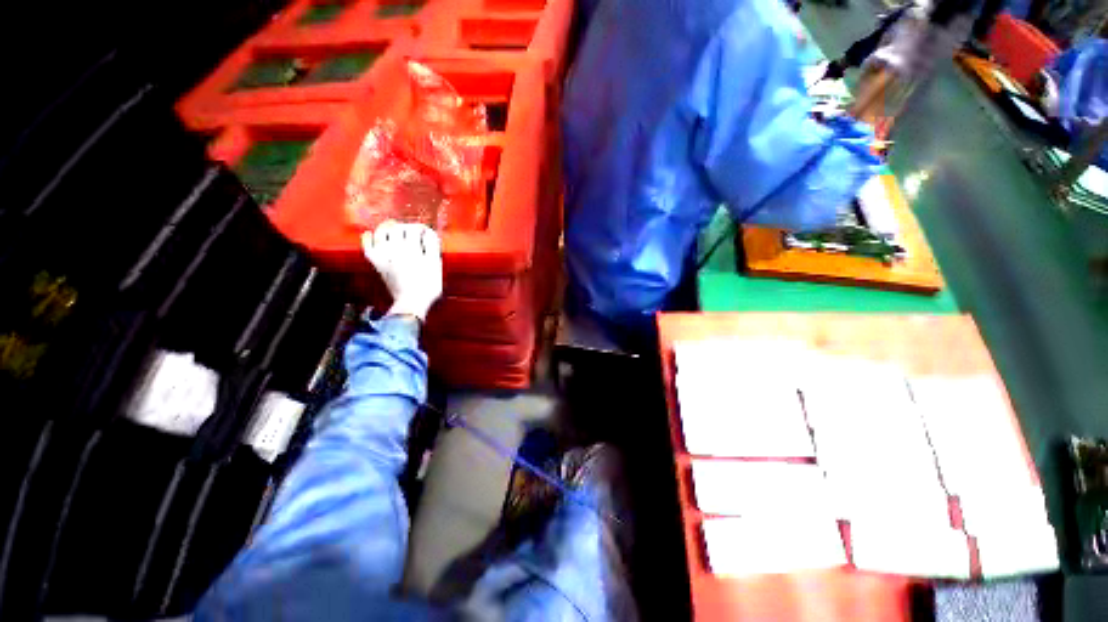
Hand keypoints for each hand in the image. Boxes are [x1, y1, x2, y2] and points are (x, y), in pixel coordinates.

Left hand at [362, 221, 442, 320]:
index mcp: (413, 248)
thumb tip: (429, 234)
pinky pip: (368, 247)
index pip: (415, 229)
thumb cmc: (428, 286)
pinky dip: (368, 239)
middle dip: (406, 226)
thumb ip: (433, 247)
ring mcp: (384, 255)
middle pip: (398, 229)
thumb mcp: (436, 265)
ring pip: (381, 233)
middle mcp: (396, 248)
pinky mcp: (377, 264)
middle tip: (413, 230)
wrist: (411, 302)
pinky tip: (370, 234)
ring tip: (392, 226)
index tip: (427, 232)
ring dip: (387, 227)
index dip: (421, 228)